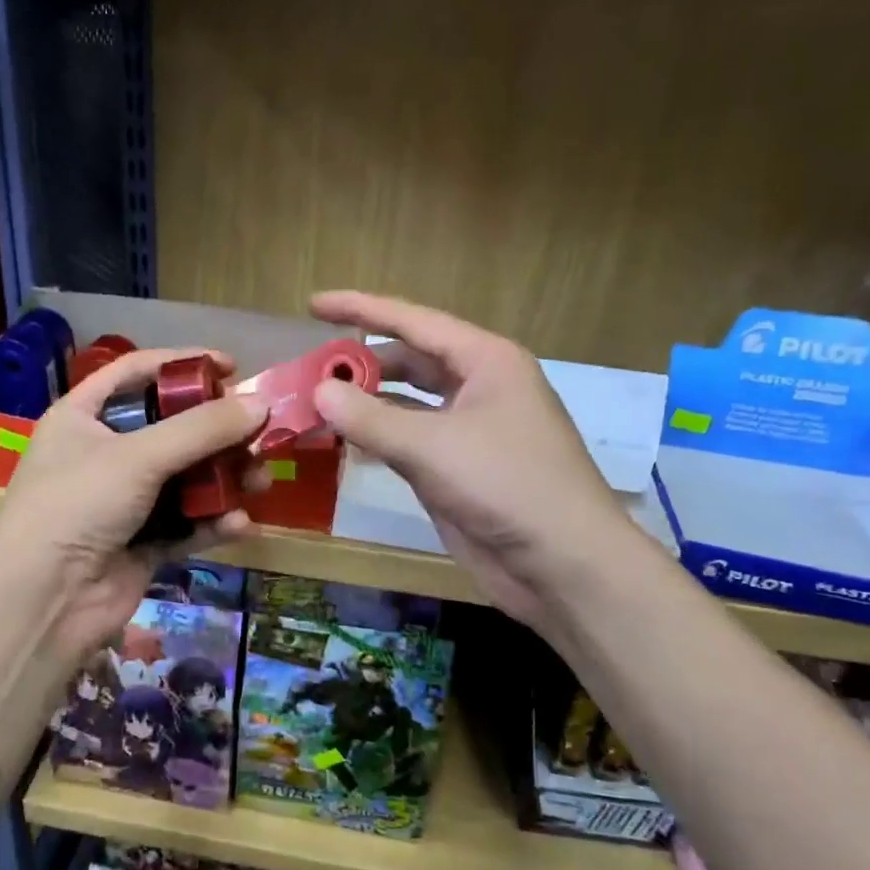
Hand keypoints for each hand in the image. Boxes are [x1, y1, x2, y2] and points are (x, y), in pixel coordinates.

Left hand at [0, 348, 267, 662]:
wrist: (45, 600)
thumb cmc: (79, 504)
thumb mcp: (139, 455)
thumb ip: (202, 429)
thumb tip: (261, 404)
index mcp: (83, 417)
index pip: (137, 372)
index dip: (183, 364)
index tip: (230, 366)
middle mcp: (103, 454)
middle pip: (171, 428)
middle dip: (217, 432)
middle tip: (257, 433)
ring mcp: (124, 501)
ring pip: (186, 478)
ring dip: (225, 479)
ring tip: (260, 481)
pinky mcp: (142, 544)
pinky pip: (186, 524)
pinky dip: (213, 522)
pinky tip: (240, 524)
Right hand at [310, 291, 625, 630]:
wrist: (562, 564)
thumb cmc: (506, 485)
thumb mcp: (432, 446)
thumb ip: (370, 417)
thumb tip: (318, 391)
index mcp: (485, 360)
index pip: (412, 321)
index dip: (360, 309)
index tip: (313, 304)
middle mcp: (477, 387)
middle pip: (408, 361)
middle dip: (359, 364)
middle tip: (307, 371)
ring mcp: (468, 430)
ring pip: (406, 404)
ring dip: (365, 404)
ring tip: (313, 404)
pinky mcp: (457, 470)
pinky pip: (408, 441)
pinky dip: (376, 438)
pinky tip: (341, 441)